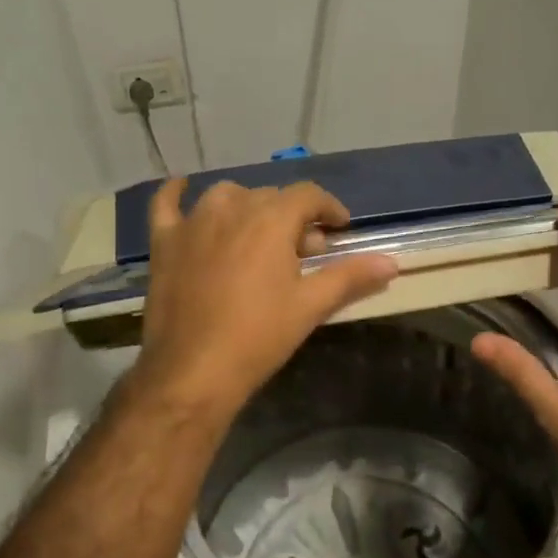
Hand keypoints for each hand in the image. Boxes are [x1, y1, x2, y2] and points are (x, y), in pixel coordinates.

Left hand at [132, 177, 397, 421]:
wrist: (194, 370)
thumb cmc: (259, 337)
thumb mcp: (311, 306)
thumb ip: (350, 277)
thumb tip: (392, 262)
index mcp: (271, 220)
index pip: (308, 195)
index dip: (329, 208)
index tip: (340, 229)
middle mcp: (232, 209)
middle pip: (270, 197)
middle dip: (293, 218)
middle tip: (304, 252)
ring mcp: (193, 223)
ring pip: (227, 196)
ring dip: (248, 207)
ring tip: (258, 235)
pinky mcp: (165, 242)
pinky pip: (166, 203)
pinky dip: (176, 192)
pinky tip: (182, 187)